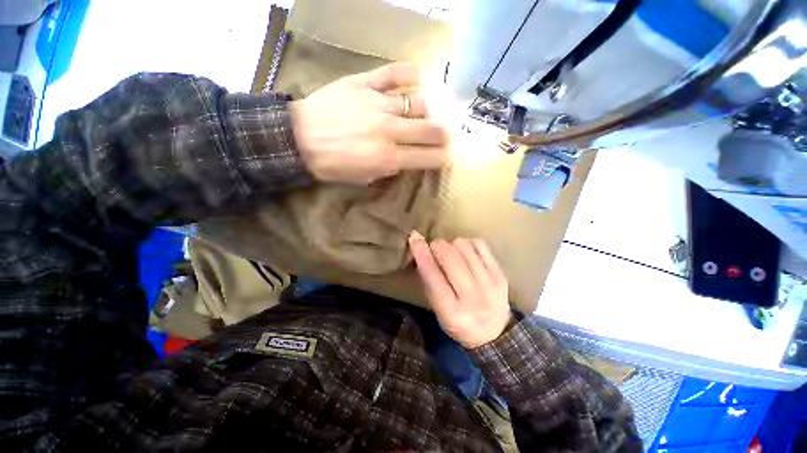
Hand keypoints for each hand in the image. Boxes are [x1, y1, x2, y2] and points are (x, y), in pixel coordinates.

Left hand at [290, 63, 449, 184]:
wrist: (299, 140)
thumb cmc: (332, 165)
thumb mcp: (364, 178)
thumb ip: (390, 168)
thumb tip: (407, 157)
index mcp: (388, 158)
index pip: (428, 157)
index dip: (443, 157)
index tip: (447, 155)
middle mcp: (389, 131)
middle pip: (431, 129)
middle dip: (445, 134)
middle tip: (447, 134)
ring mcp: (377, 104)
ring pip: (418, 101)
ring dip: (429, 109)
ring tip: (428, 112)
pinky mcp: (364, 83)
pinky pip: (394, 72)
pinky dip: (410, 73)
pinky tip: (418, 77)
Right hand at [408, 232, 512, 348]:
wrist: (494, 333)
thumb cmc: (458, 322)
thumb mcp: (437, 309)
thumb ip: (429, 281)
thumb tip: (421, 250)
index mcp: (452, 311)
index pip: (433, 275)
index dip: (421, 253)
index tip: (414, 238)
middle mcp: (473, 297)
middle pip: (450, 255)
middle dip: (437, 246)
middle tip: (434, 249)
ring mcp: (490, 283)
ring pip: (464, 246)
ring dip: (452, 244)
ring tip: (451, 253)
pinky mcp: (500, 273)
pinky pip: (480, 244)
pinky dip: (467, 243)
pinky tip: (464, 252)